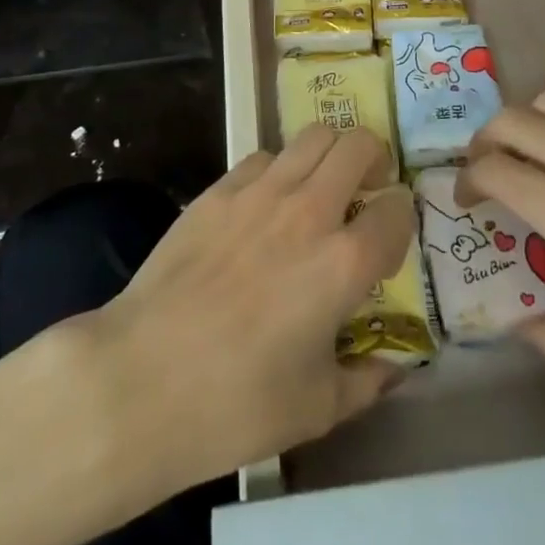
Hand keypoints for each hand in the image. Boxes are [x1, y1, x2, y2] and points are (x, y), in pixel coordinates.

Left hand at [83, 125, 413, 493]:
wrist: (142, 378)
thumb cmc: (236, 404)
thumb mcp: (317, 409)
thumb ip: (366, 380)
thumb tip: (393, 367)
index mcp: (343, 262)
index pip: (396, 210)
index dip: (402, 216)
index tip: (392, 231)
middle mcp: (309, 211)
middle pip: (359, 146)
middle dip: (374, 160)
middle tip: (367, 187)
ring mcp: (260, 192)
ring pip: (313, 135)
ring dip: (330, 153)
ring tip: (323, 184)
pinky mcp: (219, 189)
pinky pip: (265, 157)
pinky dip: (280, 169)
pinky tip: (267, 203)